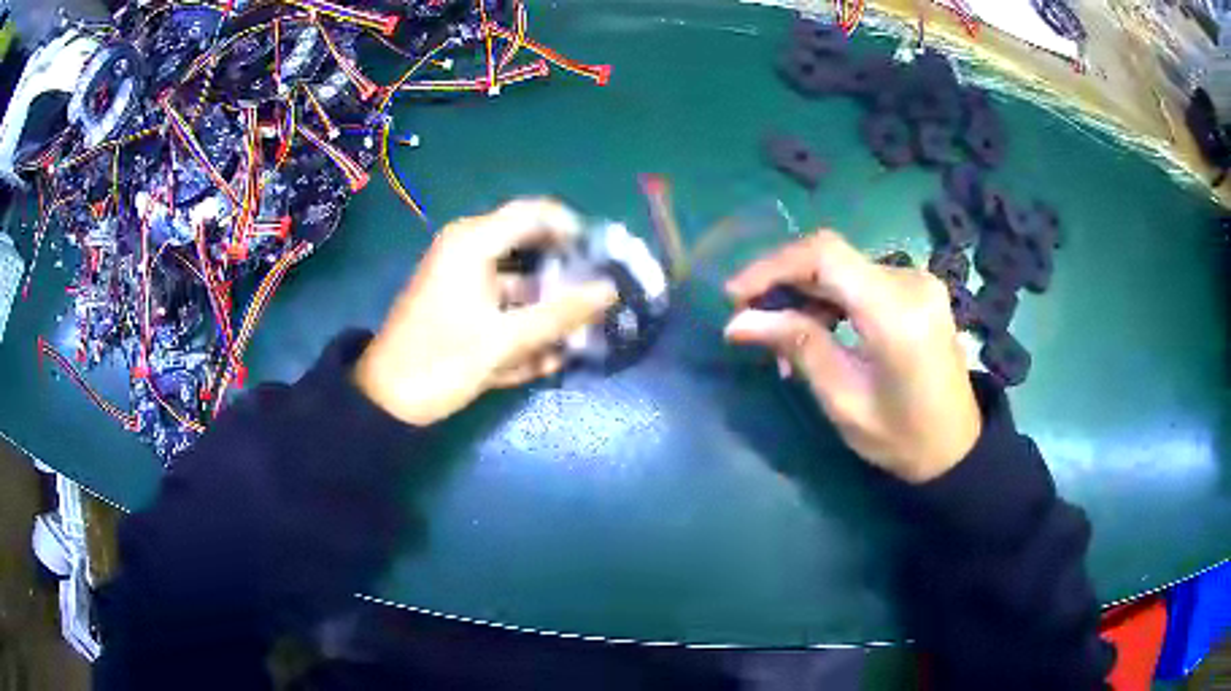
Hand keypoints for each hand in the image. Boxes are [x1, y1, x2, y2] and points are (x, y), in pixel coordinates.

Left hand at [354, 199, 617, 425]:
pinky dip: (520, 326)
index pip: (536, 213)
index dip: (574, 230)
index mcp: (473, 242)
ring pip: (520, 281)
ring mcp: (463, 276)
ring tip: (572, 343)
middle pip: (531, 248)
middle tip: (594, 302)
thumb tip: (610, 290)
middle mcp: (468, 249)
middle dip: (563, 277)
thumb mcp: (506, 340)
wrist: (386, 400)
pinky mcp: (460, 303)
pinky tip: (540, 361)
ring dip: (545, 311)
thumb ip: (561, 314)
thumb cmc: (442, 361)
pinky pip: (501, 303)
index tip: (603, 260)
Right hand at [723, 231, 980, 483]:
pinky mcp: (916, 289)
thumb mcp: (844, 401)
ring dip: (805, 295)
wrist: (957, 446)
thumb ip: (797, 348)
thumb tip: (737, 322)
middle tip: (750, 321)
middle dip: (783, 283)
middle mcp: (910, 282)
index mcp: (896, 313)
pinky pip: (860, 280)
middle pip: (830, 257)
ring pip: (842, 268)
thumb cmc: (902, 438)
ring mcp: (917, 281)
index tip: (734, 295)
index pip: (824, 255)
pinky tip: (817, 332)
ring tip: (781, 341)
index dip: (772, 266)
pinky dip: (830, 299)